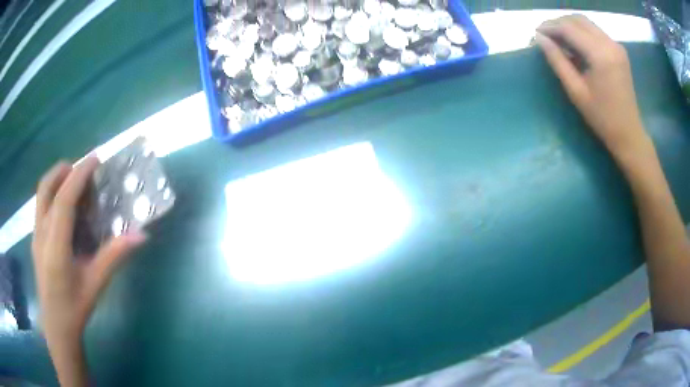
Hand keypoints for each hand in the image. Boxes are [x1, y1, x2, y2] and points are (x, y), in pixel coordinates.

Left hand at [32, 156, 145, 385]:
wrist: (57, 325)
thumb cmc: (75, 307)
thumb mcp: (96, 284)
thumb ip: (114, 256)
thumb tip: (141, 235)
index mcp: (56, 246)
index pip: (64, 200)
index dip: (79, 175)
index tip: (95, 159)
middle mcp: (41, 233)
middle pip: (46, 187)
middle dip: (63, 170)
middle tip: (83, 168)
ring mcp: (35, 234)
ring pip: (41, 193)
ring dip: (56, 179)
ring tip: (73, 181)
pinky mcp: (35, 238)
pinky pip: (41, 204)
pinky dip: (52, 193)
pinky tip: (64, 207)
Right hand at [535, 15, 651, 157]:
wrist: (629, 133)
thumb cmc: (602, 118)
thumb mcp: (576, 91)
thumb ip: (557, 61)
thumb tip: (540, 39)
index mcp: (601, 55)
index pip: (569, 28)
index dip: (550, 27)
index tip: (536, 33)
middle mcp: (610, 43)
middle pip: (578, 20)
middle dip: (559, 23)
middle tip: (546, 35)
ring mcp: (616, 45)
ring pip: (586, 23)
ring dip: (569, 26)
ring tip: (558, 39)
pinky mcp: (618, 49)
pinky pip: (595, 31)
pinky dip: (581, 32)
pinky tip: (575, 44)